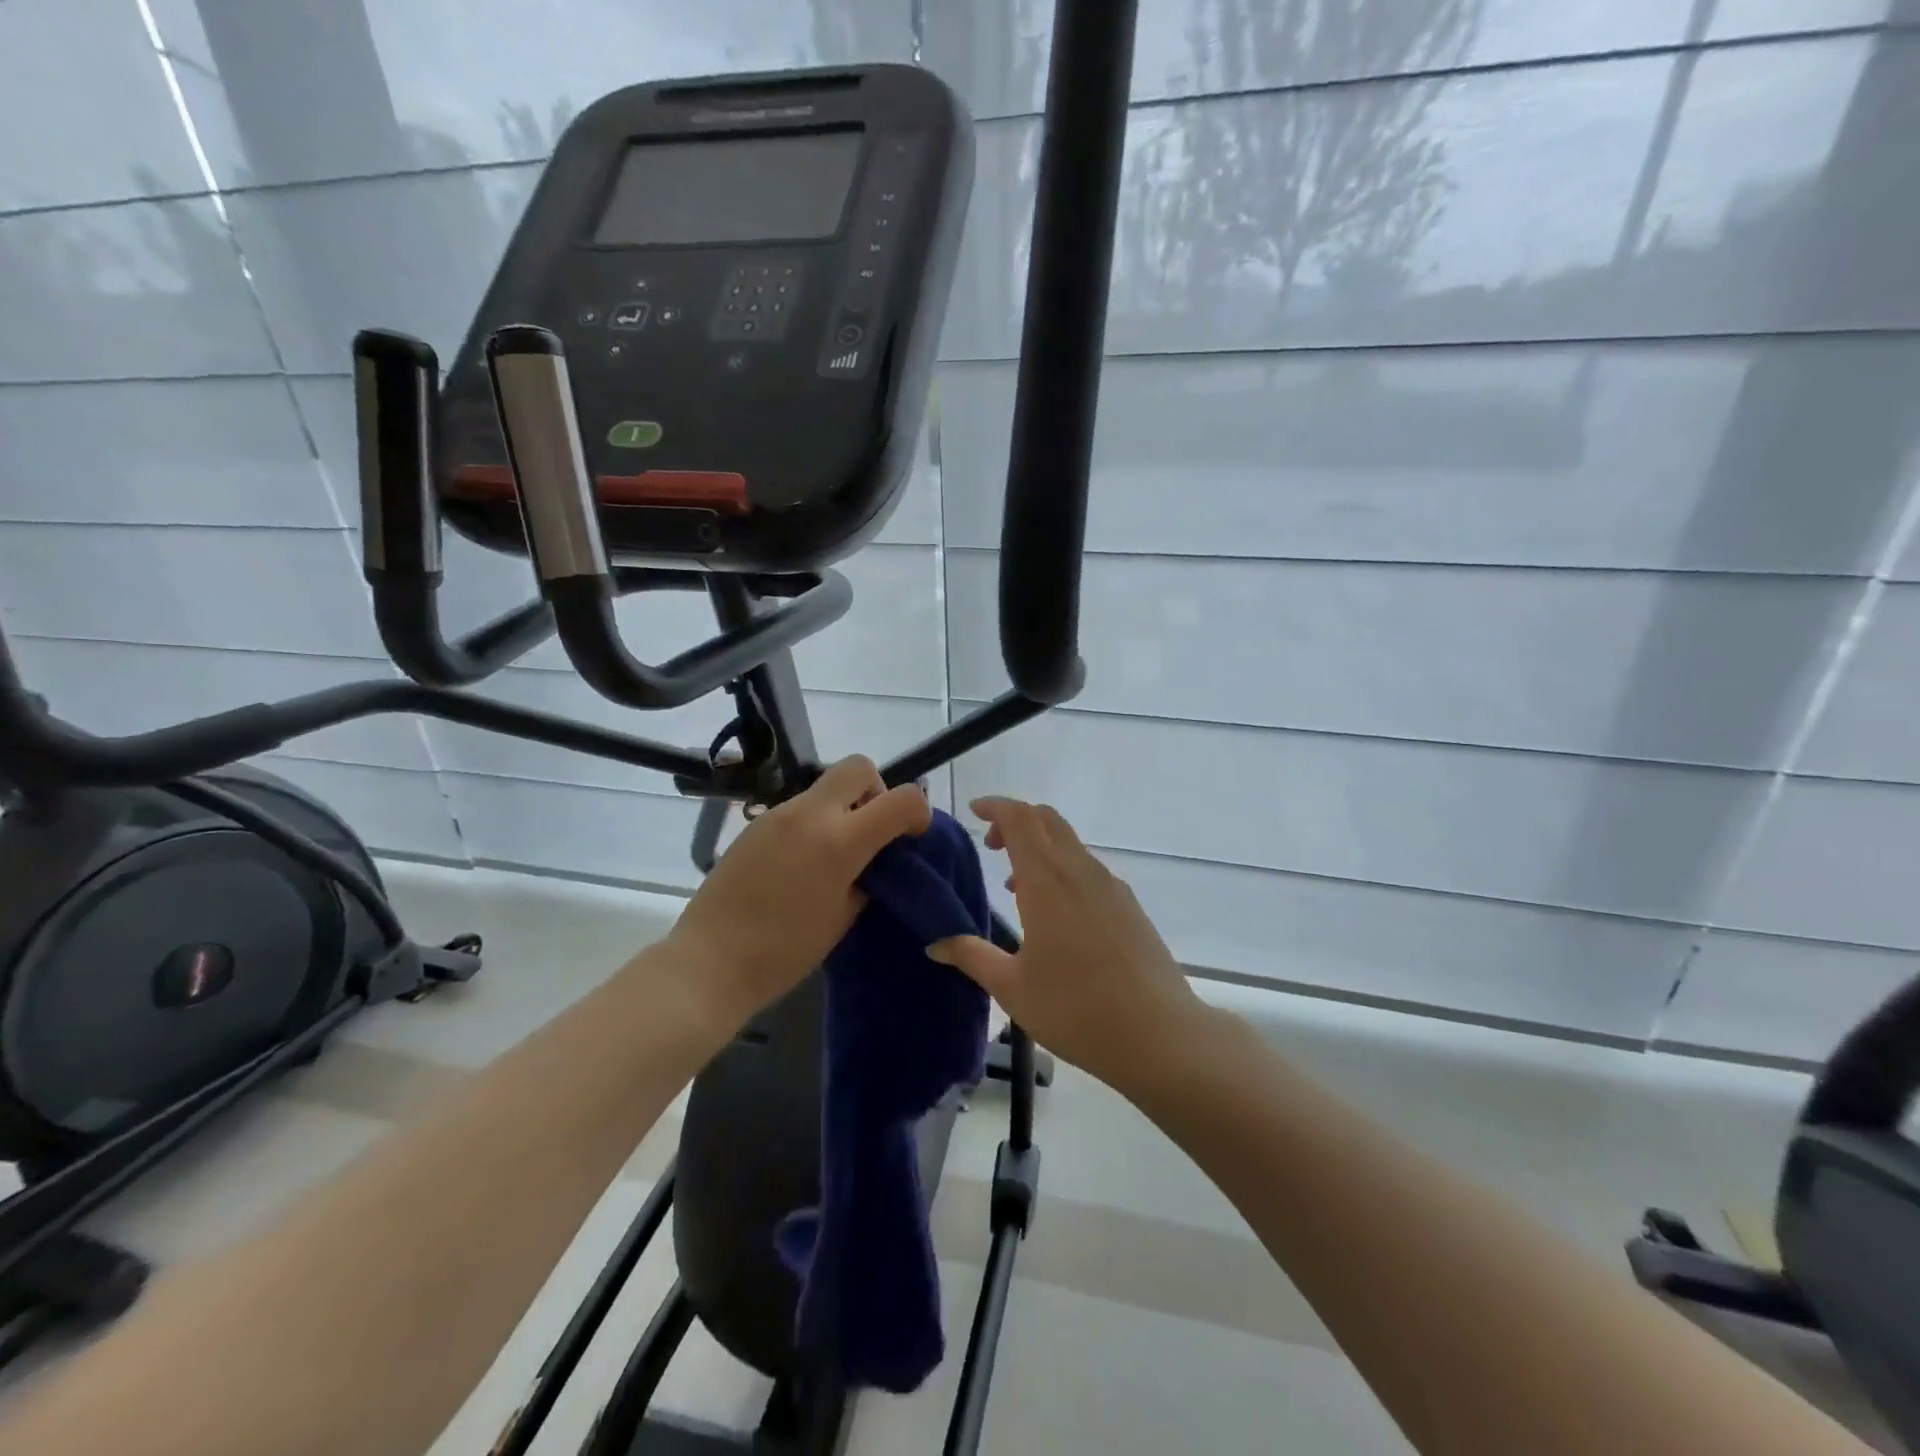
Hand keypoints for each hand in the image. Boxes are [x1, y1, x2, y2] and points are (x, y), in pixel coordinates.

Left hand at [666, 756, 931, 1029]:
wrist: (710, 961)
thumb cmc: (785, 951)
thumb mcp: (843, 918)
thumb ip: (868, 878)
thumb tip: (877, 860)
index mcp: (840, 840)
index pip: (902, 799)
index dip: (919, 812)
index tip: (912, 837)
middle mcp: (810, 814)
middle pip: (858, 766)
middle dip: (876, 791)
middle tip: (871, 831)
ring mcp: (778, 814)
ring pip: (825, 787)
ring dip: (842, 808)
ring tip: (833, 855)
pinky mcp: (755, 824)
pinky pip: (798, 807)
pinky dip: (813, 822)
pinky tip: (801, 863)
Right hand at [928, 797, 1209, 1097]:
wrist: (1160, 1035)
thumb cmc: (1076, 1009)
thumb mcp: (1012, 988)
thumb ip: (972, 956)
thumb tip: (934, 944)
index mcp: (1047, 881)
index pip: (1020, 818)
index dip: (995, 806)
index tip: (973, 810)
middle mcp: (1080, 871)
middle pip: (1047, 820)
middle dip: (1016, 820)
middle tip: (991, 844)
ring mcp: (1110, 886)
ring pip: (1070, 843)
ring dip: (1040, 846)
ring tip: (1015, 885)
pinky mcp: (1129, 905)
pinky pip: (1087, 867)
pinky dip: (1062, 867)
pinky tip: (1055, 912)